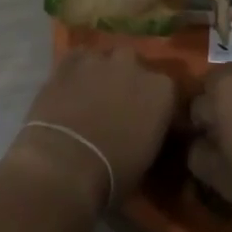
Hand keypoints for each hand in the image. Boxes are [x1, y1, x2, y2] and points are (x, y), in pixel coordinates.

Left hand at [5, 50, 179, 211]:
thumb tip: (144, 130)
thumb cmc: (113, 173)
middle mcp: (133, 65)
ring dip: (101, 72)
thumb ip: (150, 131)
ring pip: (104, 58)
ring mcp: (99, 59)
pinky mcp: (68, 61)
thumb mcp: (147, 158)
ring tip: (91, 94)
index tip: (147, 119)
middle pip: (134, 65)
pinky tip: (71, 86)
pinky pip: (77, 58)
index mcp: (161, 90)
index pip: (166, 90)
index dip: (154, 104)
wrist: (65, 163)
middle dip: (128, 79)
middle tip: (117, 103)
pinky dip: (76, 69)